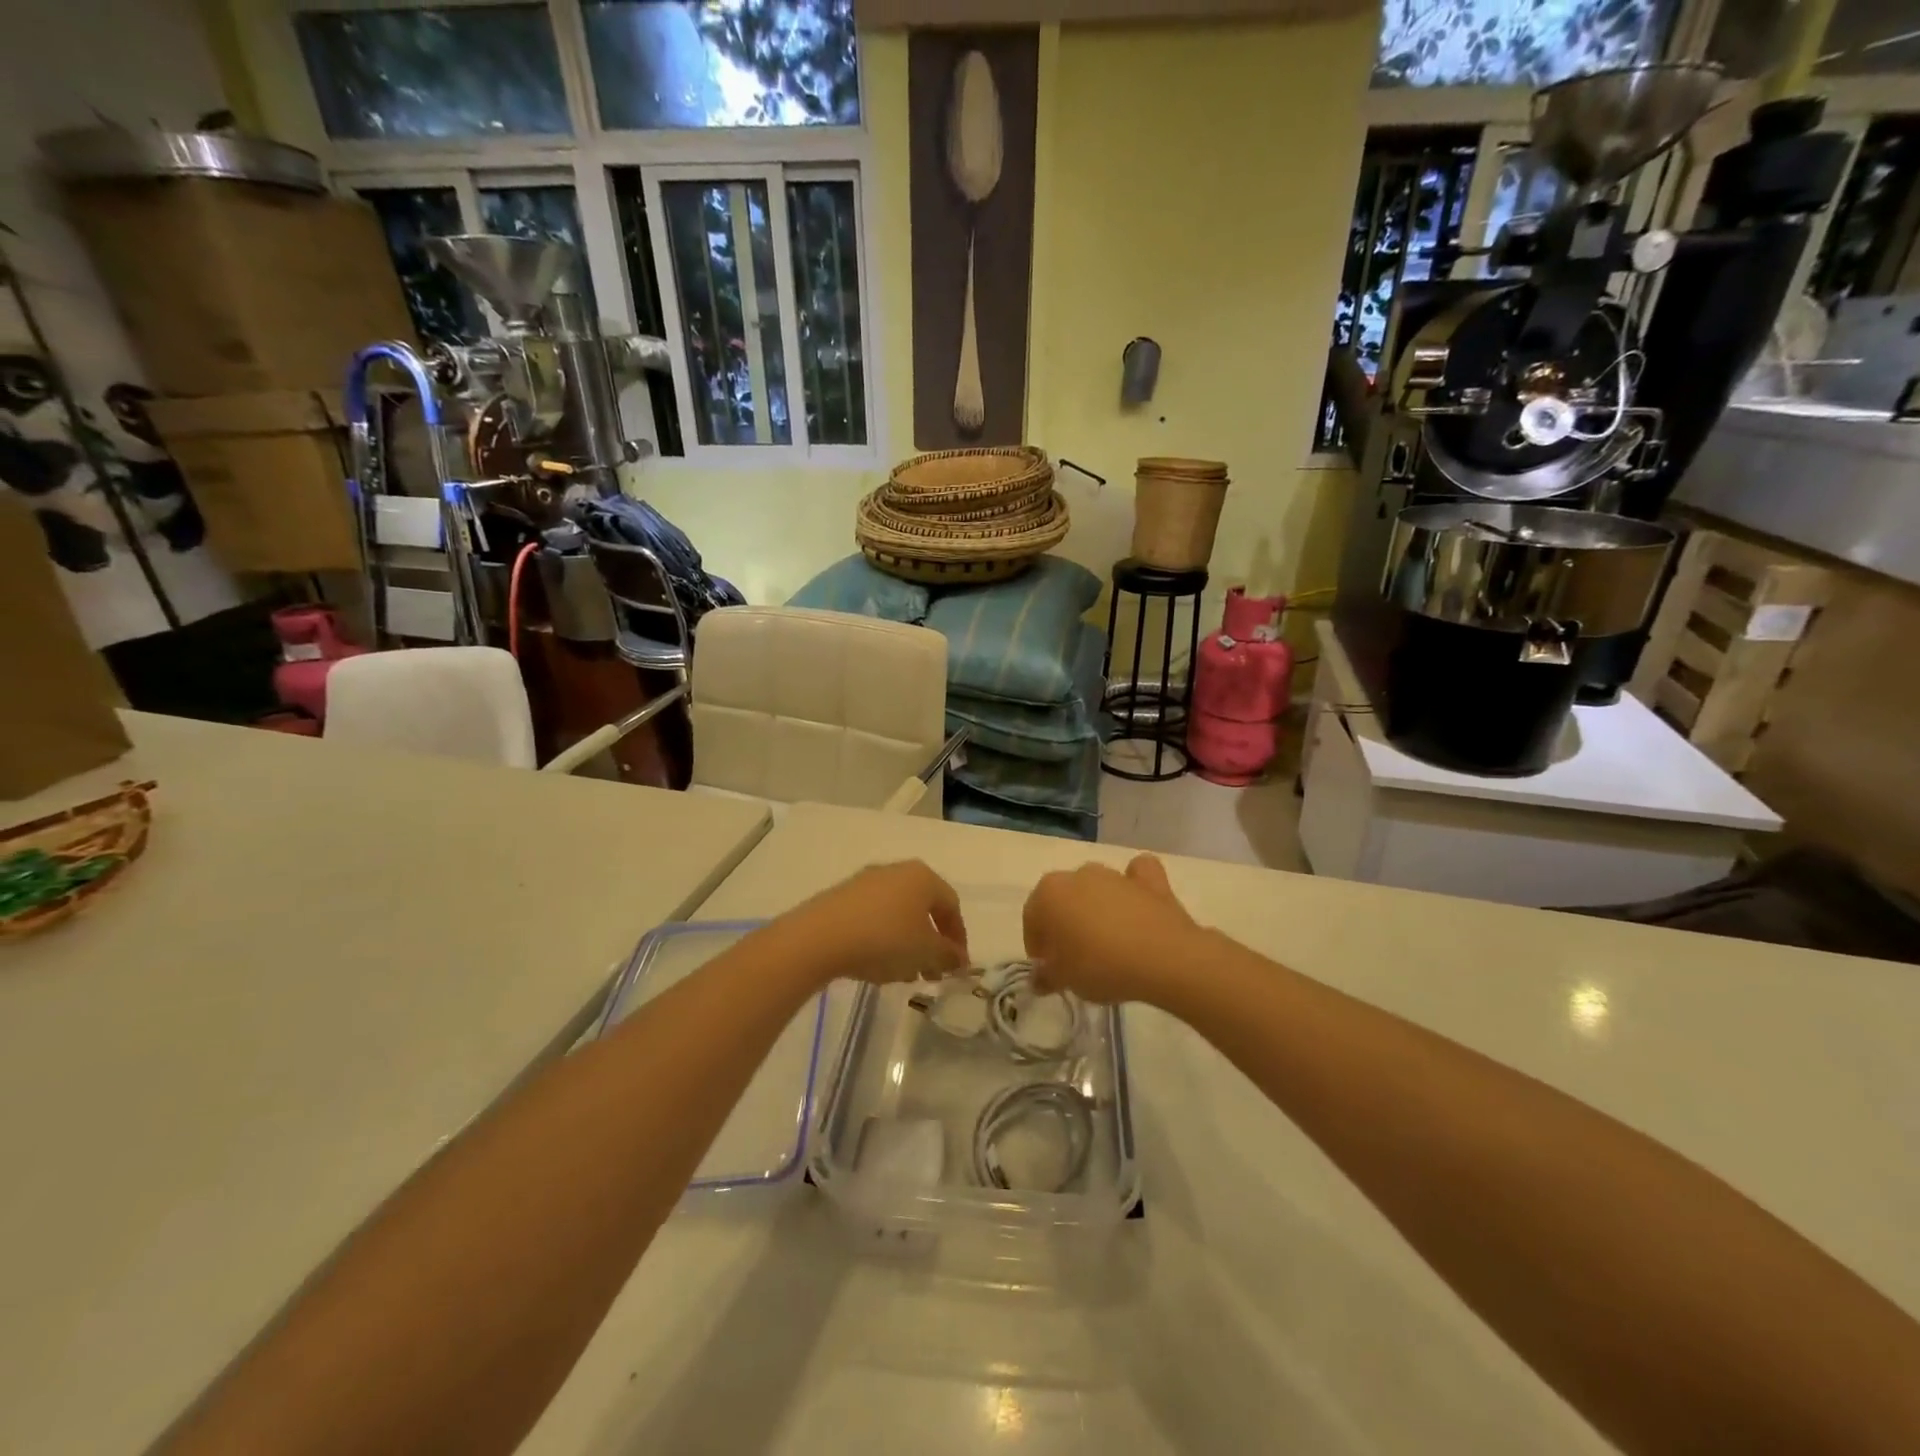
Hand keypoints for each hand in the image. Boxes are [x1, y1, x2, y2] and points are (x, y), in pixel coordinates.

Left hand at [775, 861, 969, 988]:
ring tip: (903, 974)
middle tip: (931, 973)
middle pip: (923, 908)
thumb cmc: (885, 939)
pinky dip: (882, 938)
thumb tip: (959, 959)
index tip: (957, 966)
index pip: (951, 905)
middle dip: (931, 943)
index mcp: (923, 877)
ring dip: (907, 943)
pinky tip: (876, 963)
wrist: (819, 937)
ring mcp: (866, 882)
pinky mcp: (842, 897)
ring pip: (898, 913)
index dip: (958, 938)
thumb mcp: (925, 952)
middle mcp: (896, 871)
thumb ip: (947, 955)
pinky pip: (873, 917)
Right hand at [1023, 854, 1200, 1005]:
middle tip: (1074, 957)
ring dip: (1095, 907)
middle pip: (1062, 899)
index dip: (1036, 944)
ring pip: (1095, 887)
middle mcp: (1078, 874)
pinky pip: (1136, 876)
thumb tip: (1039, 977)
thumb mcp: (1065, 979)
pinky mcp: (1149, 880)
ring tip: (1106, 941)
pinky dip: (1135, 885)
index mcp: (1049, 892)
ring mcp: (1115, 874)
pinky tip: (1137, 904)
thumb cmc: (1101, 966)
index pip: (1031, 917)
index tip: (1047, 968)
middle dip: (1063, 924)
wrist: (1163, 957)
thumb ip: (1047, 976)